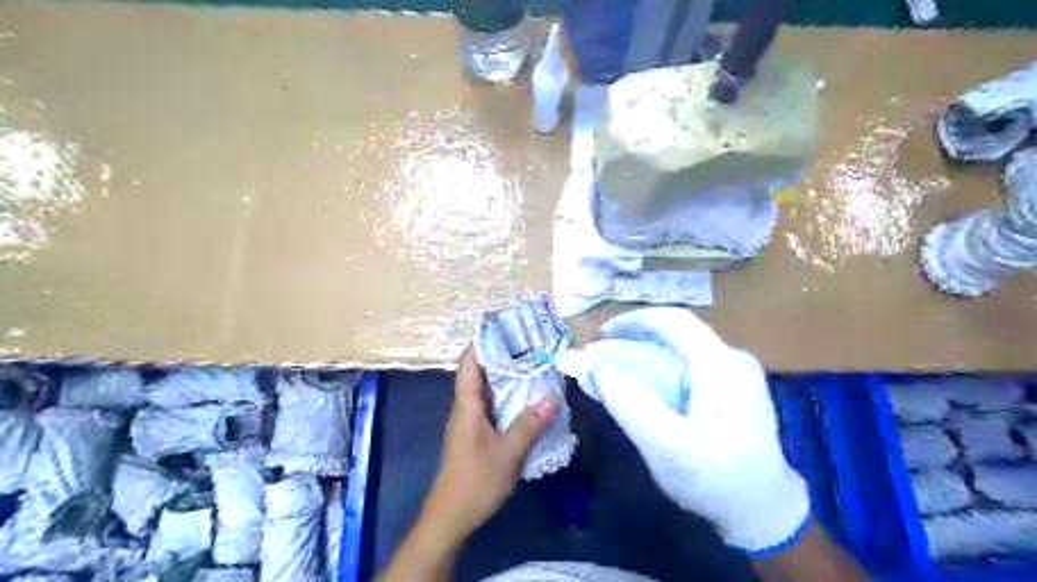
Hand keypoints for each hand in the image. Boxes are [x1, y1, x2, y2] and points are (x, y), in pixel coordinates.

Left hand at [417, 347, 559, 542]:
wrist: (450, 518)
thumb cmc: (475, 482)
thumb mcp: (507, 453)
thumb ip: (529, 425)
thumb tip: (553, 397)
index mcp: (467, 405)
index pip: (470, 363)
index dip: (483, 341)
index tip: (504, 326)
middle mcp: (465, 407)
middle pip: (478, 371)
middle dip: (500, 354)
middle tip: (527, 342)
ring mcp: (469, 421)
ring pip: (486, 389)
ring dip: (504, 375)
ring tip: (531, 362)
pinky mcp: (475, 434)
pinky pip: (490, 405)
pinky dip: (506, 395)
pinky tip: (524, 398)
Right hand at [559, 306, 810, 551]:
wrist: (765, 513)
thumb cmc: (715, 479)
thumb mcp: (665, 446)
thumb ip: (629, 403)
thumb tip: (598, 366)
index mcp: (722, 365)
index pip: (674, 320)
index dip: (633, 320)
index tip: (600, 335)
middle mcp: (733, 359)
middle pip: (676, 334)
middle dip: (633, 340)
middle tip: (601, 356)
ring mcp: (737, 373)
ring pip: (681, 350)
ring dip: (644, 355)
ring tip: (614, 370)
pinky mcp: (733, 388)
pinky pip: (690, 366)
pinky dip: (660, 370)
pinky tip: (643, 387)